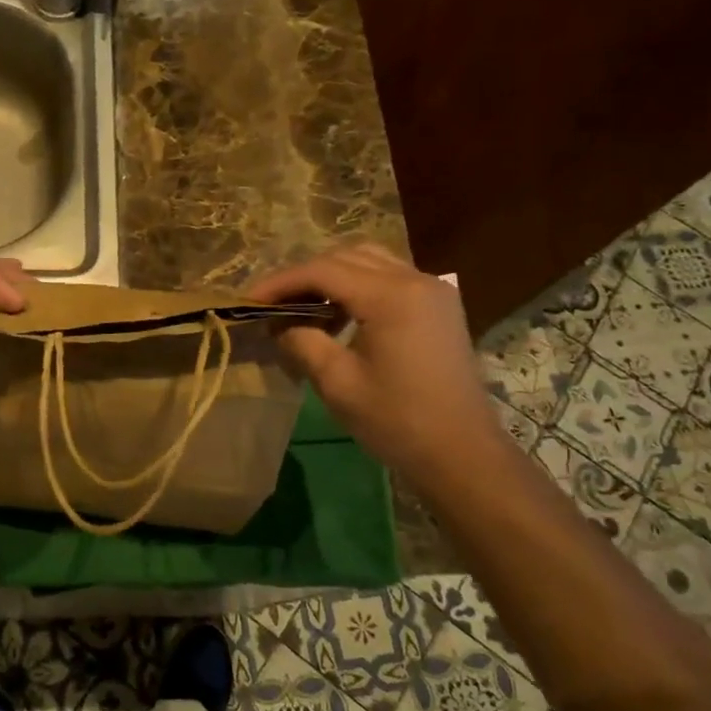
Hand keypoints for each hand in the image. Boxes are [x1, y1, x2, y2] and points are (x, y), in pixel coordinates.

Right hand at [248, 243, 509, 490]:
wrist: (463, 454)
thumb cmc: (397, 421)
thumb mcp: (337, 382)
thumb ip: (302, 341)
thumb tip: (276, 322)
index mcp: (391, 296)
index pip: (322, 271)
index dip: (280, 282)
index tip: (248, 301)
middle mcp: (415, 279)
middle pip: (346, 257)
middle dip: (304, 276)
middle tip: (273, 304)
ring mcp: (432, 290)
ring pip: (369, 261)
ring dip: (331, 278)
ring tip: (302, 310)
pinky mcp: (439, 306)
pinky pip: (390, 278)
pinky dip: (358, 286)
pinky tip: (339, 316)